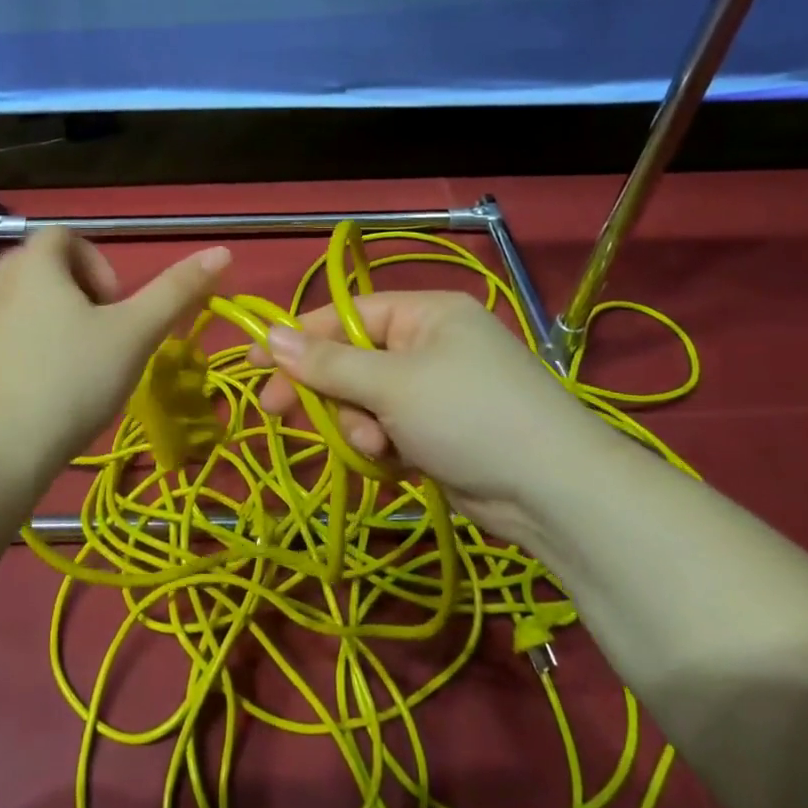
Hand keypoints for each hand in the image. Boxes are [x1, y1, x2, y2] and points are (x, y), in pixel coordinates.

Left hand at [0, 228, 230, 495]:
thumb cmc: (71, 382)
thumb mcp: (134, 335)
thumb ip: (176, 292)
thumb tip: (223, 251)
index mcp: (35, 266)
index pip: (65, 236)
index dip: (99, 264)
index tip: (116, 309)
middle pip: (42, 269)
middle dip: (78, 295)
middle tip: (101, 338)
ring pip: (22, 306)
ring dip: (53, 324)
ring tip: (74, 369)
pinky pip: (1, 340)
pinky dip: (26, 352)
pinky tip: (41, 394)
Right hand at [252, 291, 592, 535]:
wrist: (552, 493)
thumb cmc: (467, 416)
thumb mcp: (390, 384)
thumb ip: (327, 363)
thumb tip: (270, 335)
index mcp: (426, 315)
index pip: (347, 315)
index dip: (299, 338)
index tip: (254, 361)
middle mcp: (430, 346)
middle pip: (353, 361)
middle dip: (329, 393)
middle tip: (278, 413)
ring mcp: (437, 391)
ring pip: (366, 403)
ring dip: (359, 427)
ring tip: (377, 448)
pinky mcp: (440, 433)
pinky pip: (389, 432)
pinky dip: (383, 448)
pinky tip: (396, 464)